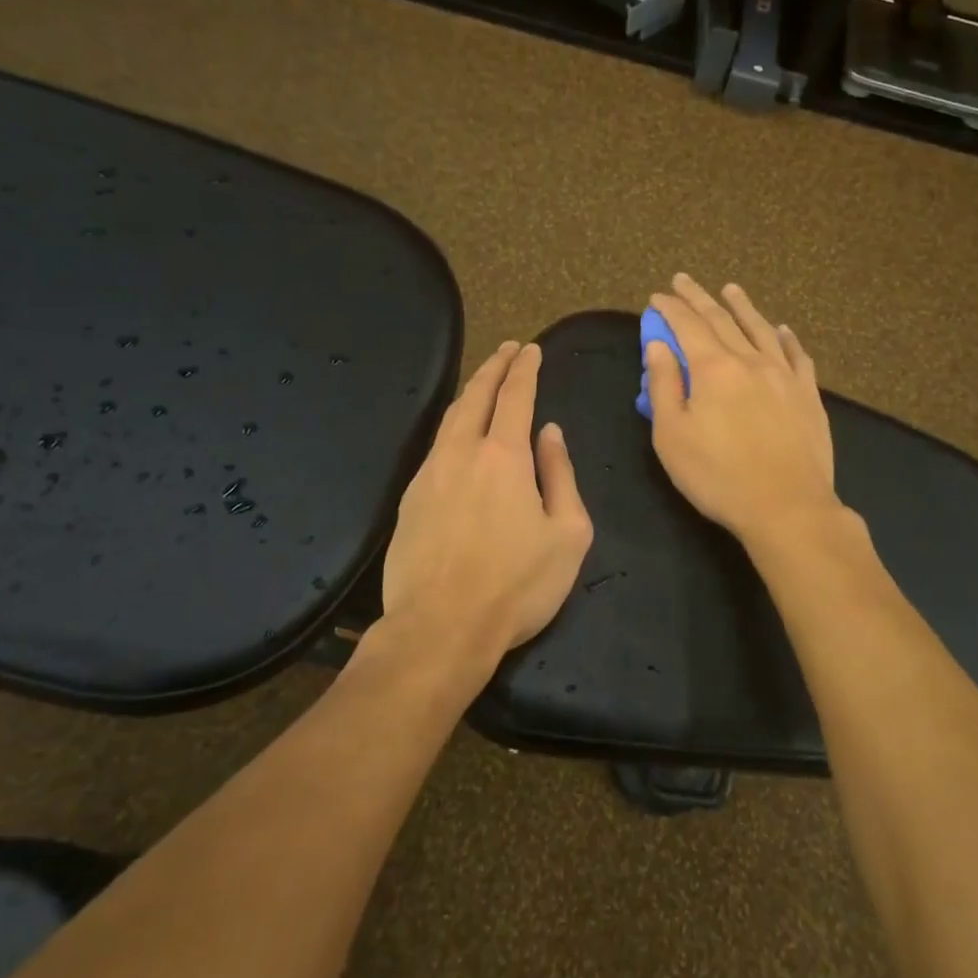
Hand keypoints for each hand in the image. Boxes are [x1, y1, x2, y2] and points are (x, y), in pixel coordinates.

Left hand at [380, 341, 593, 671]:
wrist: (440, 628)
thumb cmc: (517, 584)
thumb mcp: (568, 534)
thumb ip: (561, 475)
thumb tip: (551, 433)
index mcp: (504, 456)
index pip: (515, 396)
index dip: (525, 369)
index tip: (530, 350)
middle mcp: (461, 453)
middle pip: (476, 396)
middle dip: (494, 367)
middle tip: (507, 350)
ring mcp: (429, 474)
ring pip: (449, 419)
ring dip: (469, 393)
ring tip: (483, 382)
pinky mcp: (409, 500)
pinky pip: (435, 448)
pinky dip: (452, 427)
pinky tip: (457, 436)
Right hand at [645, 274, 838, 542]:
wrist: (787, 506)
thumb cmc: (718, 476)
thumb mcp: (672, 436)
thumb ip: (663, 385)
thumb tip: (658, 345)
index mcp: (714, 369)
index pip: (687, 326)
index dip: (670, 309)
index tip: (657, 296)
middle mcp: (750, 361)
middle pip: (722, 319)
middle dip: (699, 298)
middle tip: (683, 280)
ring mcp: (784, 376)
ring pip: (761, 329)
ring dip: (742, 306)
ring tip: (730, 289)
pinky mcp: (808, 395)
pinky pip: (797, 356)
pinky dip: (786, 338)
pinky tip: (782, 330)